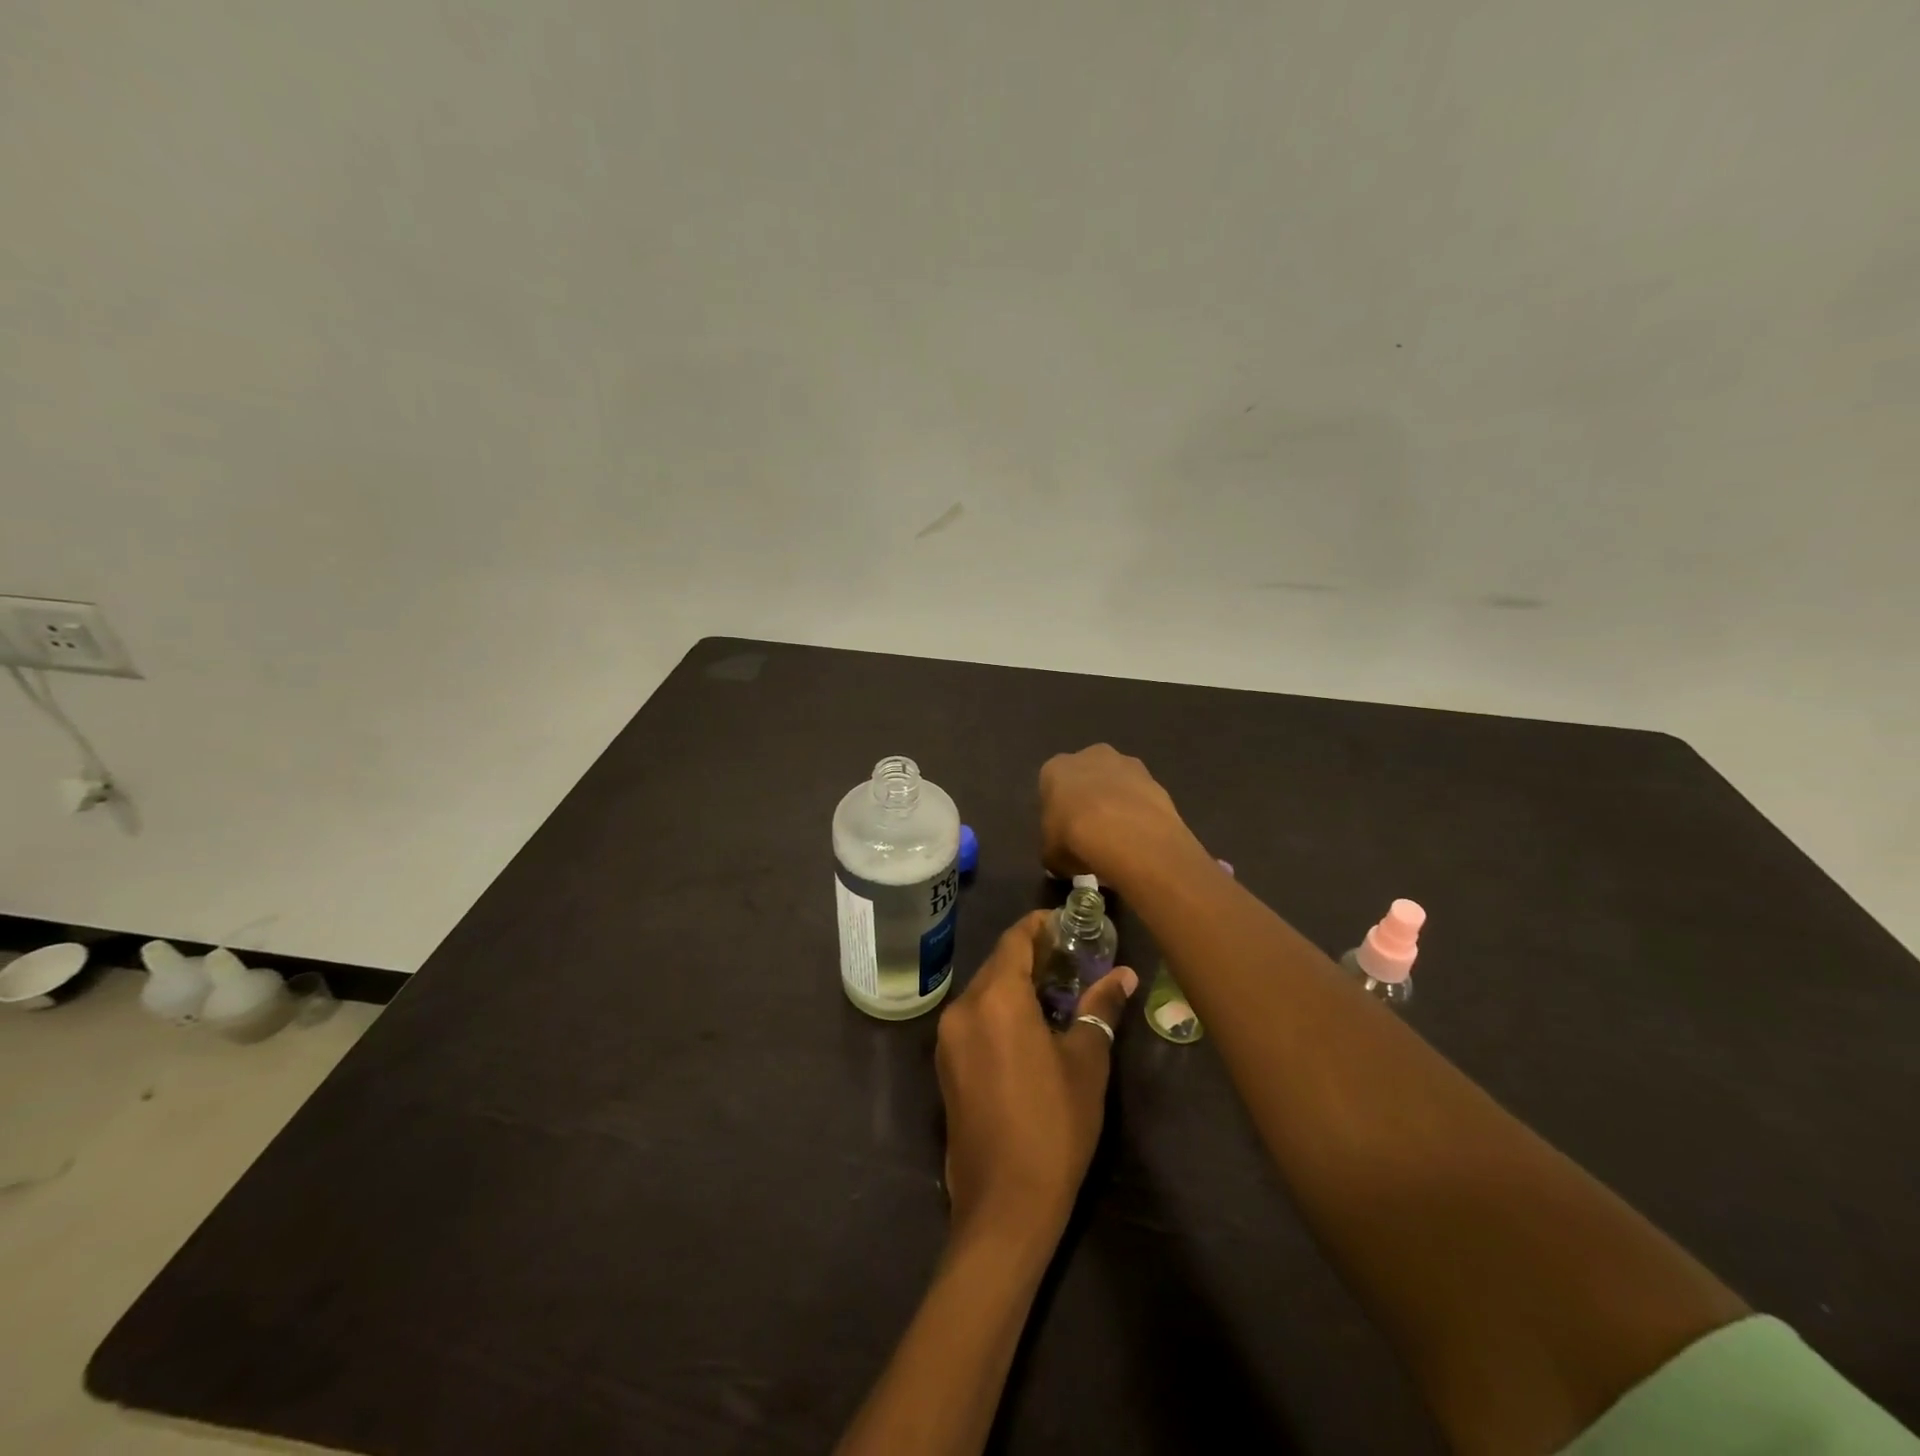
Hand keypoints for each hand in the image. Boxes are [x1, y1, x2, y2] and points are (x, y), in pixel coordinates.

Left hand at [936, 912, 1139, 1239]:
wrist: (1004, 1204)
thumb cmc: (1053, 1124)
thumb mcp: (1086, 1063)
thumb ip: (1100, 1009)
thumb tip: (1124, 976)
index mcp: (996, 998)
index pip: (1015, 939)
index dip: (1040, 925)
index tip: (1069, 924)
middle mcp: (963, 1008)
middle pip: (998, 964)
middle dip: (1032, 956)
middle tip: (1072, 959)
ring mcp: (948, 1038)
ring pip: (984, 992)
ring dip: (1016, 984)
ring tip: (1056, 991)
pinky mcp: (945, 1066)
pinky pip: (974, 1019)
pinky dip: (1000, 1011)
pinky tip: (1029, 1028)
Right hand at [1039, 744, 1195, 885]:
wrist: (1126, 834)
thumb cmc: (1074, 837)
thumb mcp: (1051, 855)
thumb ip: (1054, 851)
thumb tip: (1061, 861)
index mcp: (1056, 768)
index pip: (1052, 786)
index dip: (1059, 811)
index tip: (1064, 833)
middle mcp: (1090, 756)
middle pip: (1088, 776)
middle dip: (1089, 799)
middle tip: (1092, 832)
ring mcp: (1127, 764)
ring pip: (1118, 783)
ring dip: (1118, 803)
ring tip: (1121, 839)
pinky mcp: (1155, 780)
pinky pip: (1142, 797)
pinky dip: (1141, 813)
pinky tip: (1141, 838)